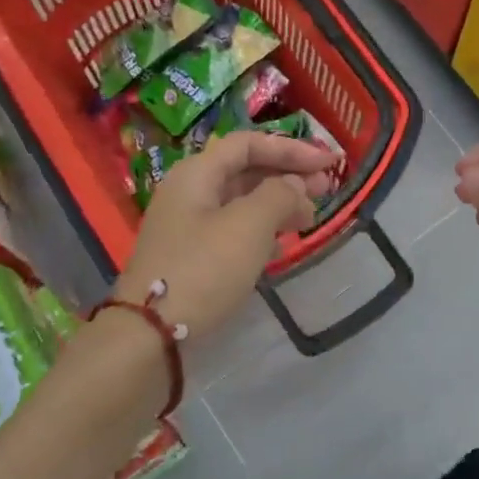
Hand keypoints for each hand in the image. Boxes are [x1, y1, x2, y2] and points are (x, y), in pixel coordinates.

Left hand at [115, 131, 337, 339]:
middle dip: (287, 175)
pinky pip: (233, 230)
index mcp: (197, 173)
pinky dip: (261, 230)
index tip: (328, 163)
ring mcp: (188, 225)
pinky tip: (282, 245)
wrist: (150, 333)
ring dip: (278, 204)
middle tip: (325, 189)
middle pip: (245, 170)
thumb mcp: (249, 225)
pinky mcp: (192, 256)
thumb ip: (279, 195)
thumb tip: (295, 185)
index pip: (248, 144)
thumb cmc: (203, 269)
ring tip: (310, 218)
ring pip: (241, 202)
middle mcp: (190, 192)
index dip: (291, 148)